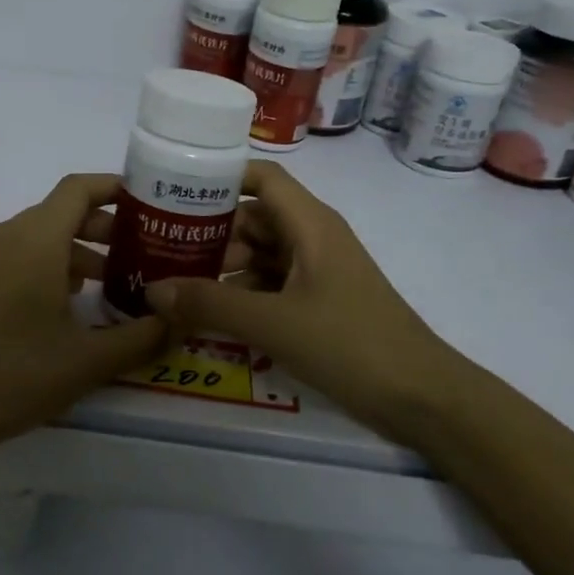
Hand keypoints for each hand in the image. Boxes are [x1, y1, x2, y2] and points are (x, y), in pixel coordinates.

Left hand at [0, 174, 168, 459]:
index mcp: (34, 241)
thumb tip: (180, 321)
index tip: (148, 203)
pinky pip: (13, 257)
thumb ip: (143, 337)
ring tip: (108, 285)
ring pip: (36, 237)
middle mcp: (3, 237)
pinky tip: (62, 306)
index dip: (115, 188)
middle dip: (103, 228)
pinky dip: (44, 266)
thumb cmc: (15, 376)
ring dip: (75, 252)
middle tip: (140, 254)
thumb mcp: (88, 361)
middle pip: (59, 213)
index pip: (79, 189)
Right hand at [144, 160, 468, 433]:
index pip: (261, 177)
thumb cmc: (350, 344)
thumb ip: (210, 304)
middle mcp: (313, 238)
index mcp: (310, 224)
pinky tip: (210, 314)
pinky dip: (242, 293)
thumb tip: (151, 291)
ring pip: (261, 254)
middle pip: (254, 218)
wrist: (422, 397)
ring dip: (222, 267)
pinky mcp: (320, 303)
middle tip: (159, 249)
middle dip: (209, 232)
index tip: (171, 192)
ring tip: (174, 284)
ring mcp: (318, 272)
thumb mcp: (273, 323)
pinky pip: (272, 285)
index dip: (219, 177)